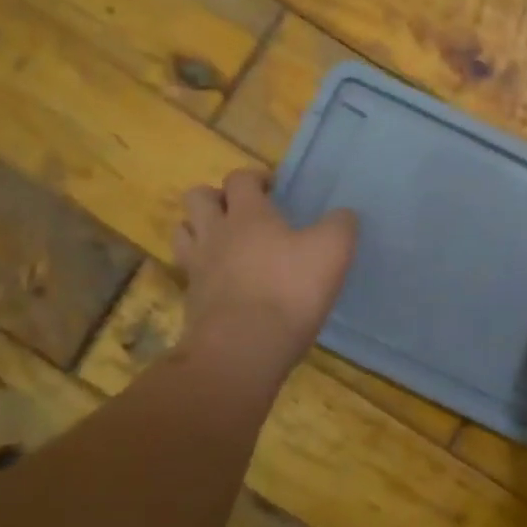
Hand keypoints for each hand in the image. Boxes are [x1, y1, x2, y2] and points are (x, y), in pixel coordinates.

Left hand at [173, 169, 357, 370]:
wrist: (243, 349)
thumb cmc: (290, 290)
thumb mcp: (332, 251)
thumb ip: (340, 226)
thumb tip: (343, 215)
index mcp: (248, 214)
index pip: (240, 178)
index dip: (255, 177)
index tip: (272, 188)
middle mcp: (215, 233)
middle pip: (198, 197)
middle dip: (216, 197)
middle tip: (241, 211)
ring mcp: (198, 267)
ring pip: (183, 232)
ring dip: (199, 229)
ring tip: (223, 241)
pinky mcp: (192, 300)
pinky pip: (189, 272)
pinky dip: (202, 269)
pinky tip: (223, 281)